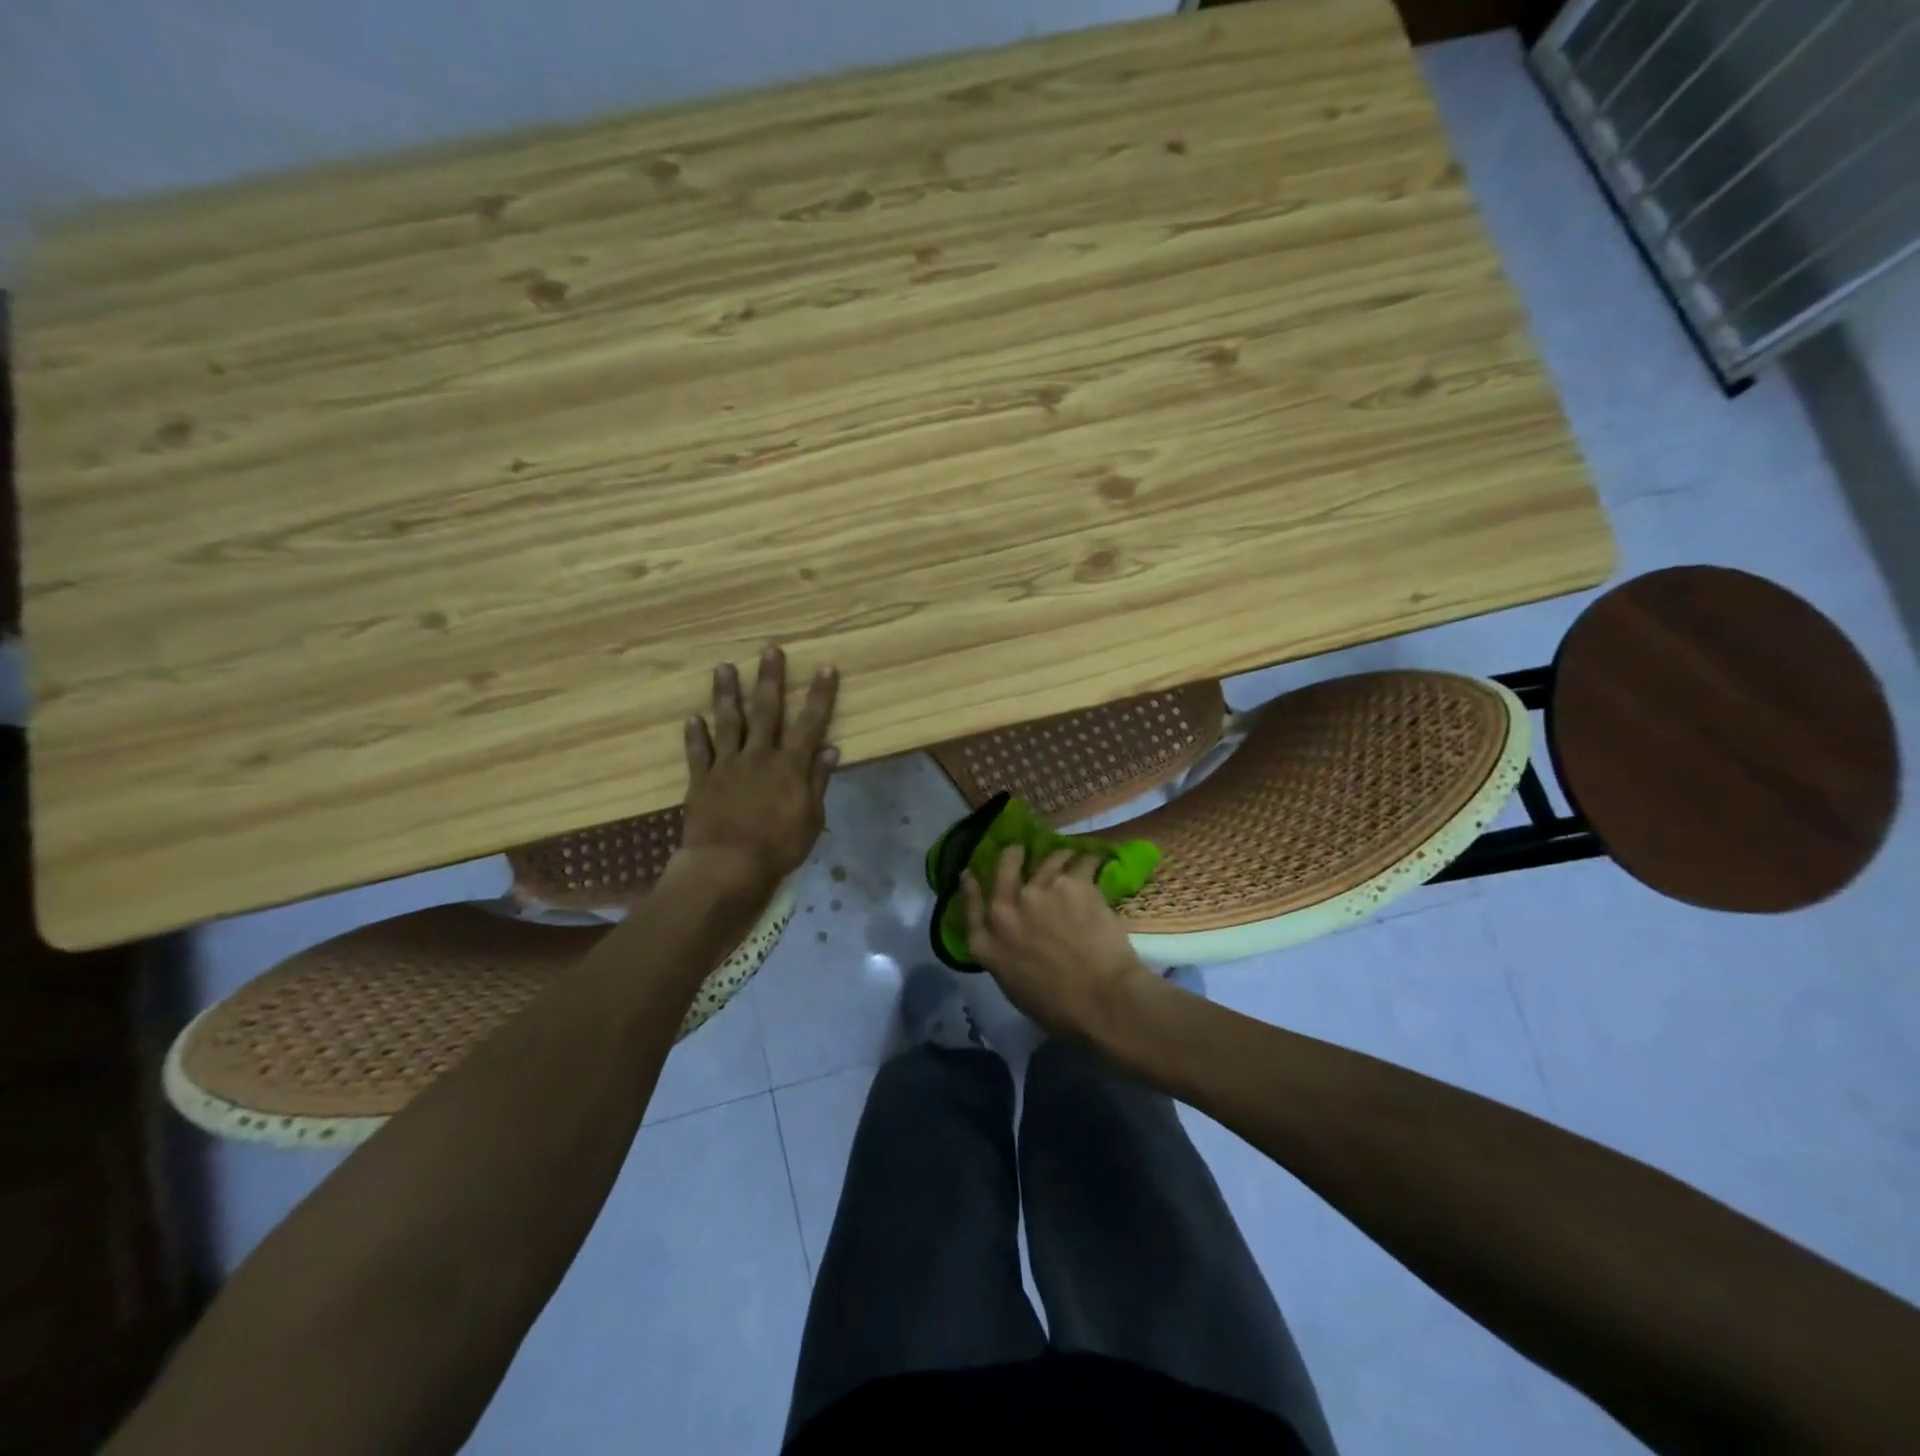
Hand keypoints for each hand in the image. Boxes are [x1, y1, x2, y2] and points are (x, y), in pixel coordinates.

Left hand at [678, 646, 838, 890]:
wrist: (727, 866)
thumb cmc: (778, 847)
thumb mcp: (812, 818)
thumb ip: (818, 781)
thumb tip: (831, 749)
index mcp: (789, 765)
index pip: (810, 723)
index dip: (819, 695)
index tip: (825, 668)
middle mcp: (758, 756)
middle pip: (765, 711)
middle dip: (770, 679)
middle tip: (769, 650)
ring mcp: (727, 766)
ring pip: (728, 722)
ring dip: (727, 694)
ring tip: (724, 668)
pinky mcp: (701, 781)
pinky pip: (698, 753)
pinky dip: (695, 735)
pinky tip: (692, 717)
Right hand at [961, 845, 1155, 1041]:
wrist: (1101, 999)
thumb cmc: (1059, 1009)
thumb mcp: (1015, 989)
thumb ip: (1006, 957)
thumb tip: (1015, 944)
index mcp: (988, 943)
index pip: (970, 906)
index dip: (970, 887)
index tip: (969, 872)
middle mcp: (1006, 910)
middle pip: (1004, 867)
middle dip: (1013, 855)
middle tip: (1021, 849)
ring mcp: (1039, 891)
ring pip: (1048, 859)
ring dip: (1058, 856)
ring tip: (1069, 855)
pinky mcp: (1073, 883)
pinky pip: (1082, 862)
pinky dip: (1089, 861)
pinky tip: (1096, 860)